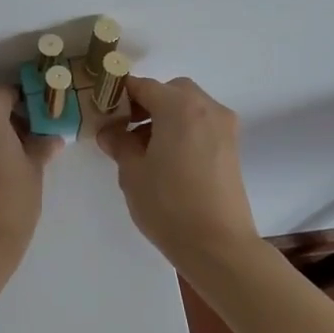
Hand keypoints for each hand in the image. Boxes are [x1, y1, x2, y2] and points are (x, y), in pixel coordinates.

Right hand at [96, 76, 259, 262]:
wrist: (218, 246)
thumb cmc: (169, 204)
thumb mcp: (132, 172)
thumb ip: (119, 142)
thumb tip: (110, 131)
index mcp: (179, 107)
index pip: (142, 86)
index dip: (119, 95)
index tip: (102, 110)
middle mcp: (206, 108)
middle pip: (170, 91)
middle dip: (146, 103)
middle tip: (124, 127)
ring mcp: (224, 128)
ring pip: (188, 107)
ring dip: (165, 116)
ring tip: (143, 148)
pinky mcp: (231, 148)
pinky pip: (201, 124)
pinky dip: (182, 129)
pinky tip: (166, 159)